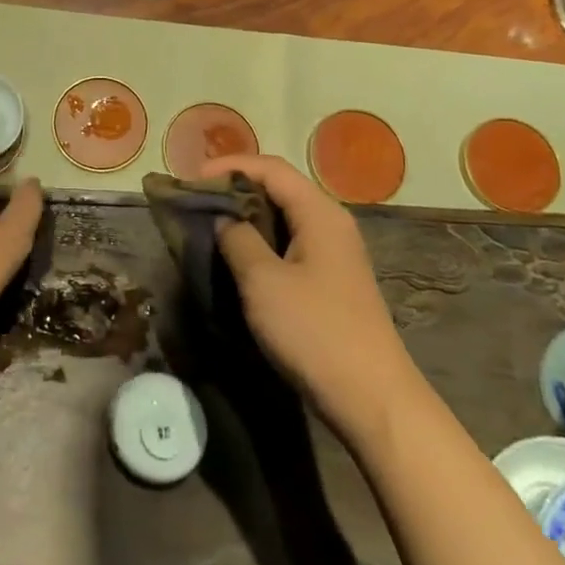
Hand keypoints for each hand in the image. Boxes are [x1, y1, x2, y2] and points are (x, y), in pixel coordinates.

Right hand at [199, 153, 407, 415]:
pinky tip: (238, 256)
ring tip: (210, 224)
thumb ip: (237, 239)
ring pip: (284, 216)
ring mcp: (333, 252)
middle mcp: (330, 222)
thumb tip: (223, 218)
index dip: (229, 166)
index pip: (271, 168)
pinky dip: (261, 239)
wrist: (372, 399)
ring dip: (247, 215)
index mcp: (319, 212)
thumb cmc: (314, 331)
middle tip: (196, 200)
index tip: (191, 178)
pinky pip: (290, 242)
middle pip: (279, 187)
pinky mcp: (330, 278)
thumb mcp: (263, 281)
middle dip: (236, 188)